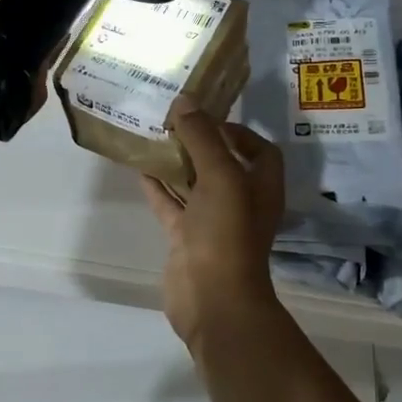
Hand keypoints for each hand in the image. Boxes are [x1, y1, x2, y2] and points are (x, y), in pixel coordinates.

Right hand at [140, 102, 283, 347]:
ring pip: (194, 184)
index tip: (209, 117)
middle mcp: (240, 202)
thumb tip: (185, 103)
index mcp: (261, 188)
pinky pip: (171, 205)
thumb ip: (203, 138)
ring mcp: (212, 222)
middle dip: (201, 142)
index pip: (260, 150)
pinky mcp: (186, 238)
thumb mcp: (220, 177)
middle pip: (223, 164)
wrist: (212, 299)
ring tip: (153, 135)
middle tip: (174, 120)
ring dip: (177, 162)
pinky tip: (139, 168)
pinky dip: (158, 187)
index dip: (240, 132)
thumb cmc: (227, 234)